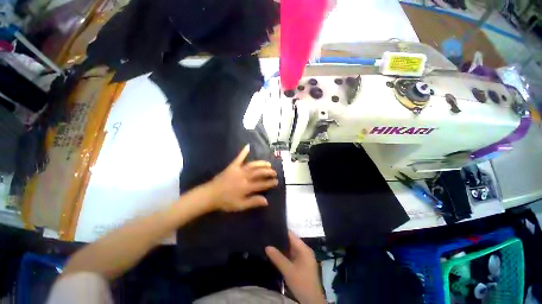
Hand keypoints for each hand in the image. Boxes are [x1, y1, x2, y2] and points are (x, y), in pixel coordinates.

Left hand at [208, 144, 278, 211]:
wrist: (210, 195)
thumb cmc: (225, 202)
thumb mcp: (240, 205)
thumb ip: (253, 202)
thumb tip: (266, 201)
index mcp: (246, 187)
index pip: (262, 184)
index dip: (270, 182)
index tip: (276, 181)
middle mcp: (244, 177)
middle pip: (259, 173)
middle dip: (268, 172)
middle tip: (274, 172)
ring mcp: (238, 170)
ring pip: (253, 165)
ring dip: (261, 163)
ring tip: (268, 164)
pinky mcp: (232, 166)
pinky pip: (239, 158)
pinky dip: (243, 152)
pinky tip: (248, 146)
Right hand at [266, 232, 325, 303]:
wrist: (311, 301)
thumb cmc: (301, 283)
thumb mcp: (288, 270)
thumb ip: (277, 258)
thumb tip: (267, 246)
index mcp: (304, 249)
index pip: (292, 235)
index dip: (282, 231)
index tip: (272, 228)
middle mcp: (305, 251)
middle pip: (291, 241)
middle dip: (281, 239)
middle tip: (268, 236)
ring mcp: (303, 258)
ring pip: (291, 249)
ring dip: (282, 247)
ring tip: (270, 242)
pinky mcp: (301, 264)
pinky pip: (292, 256)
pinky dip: (285, 254)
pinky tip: (276, 253)